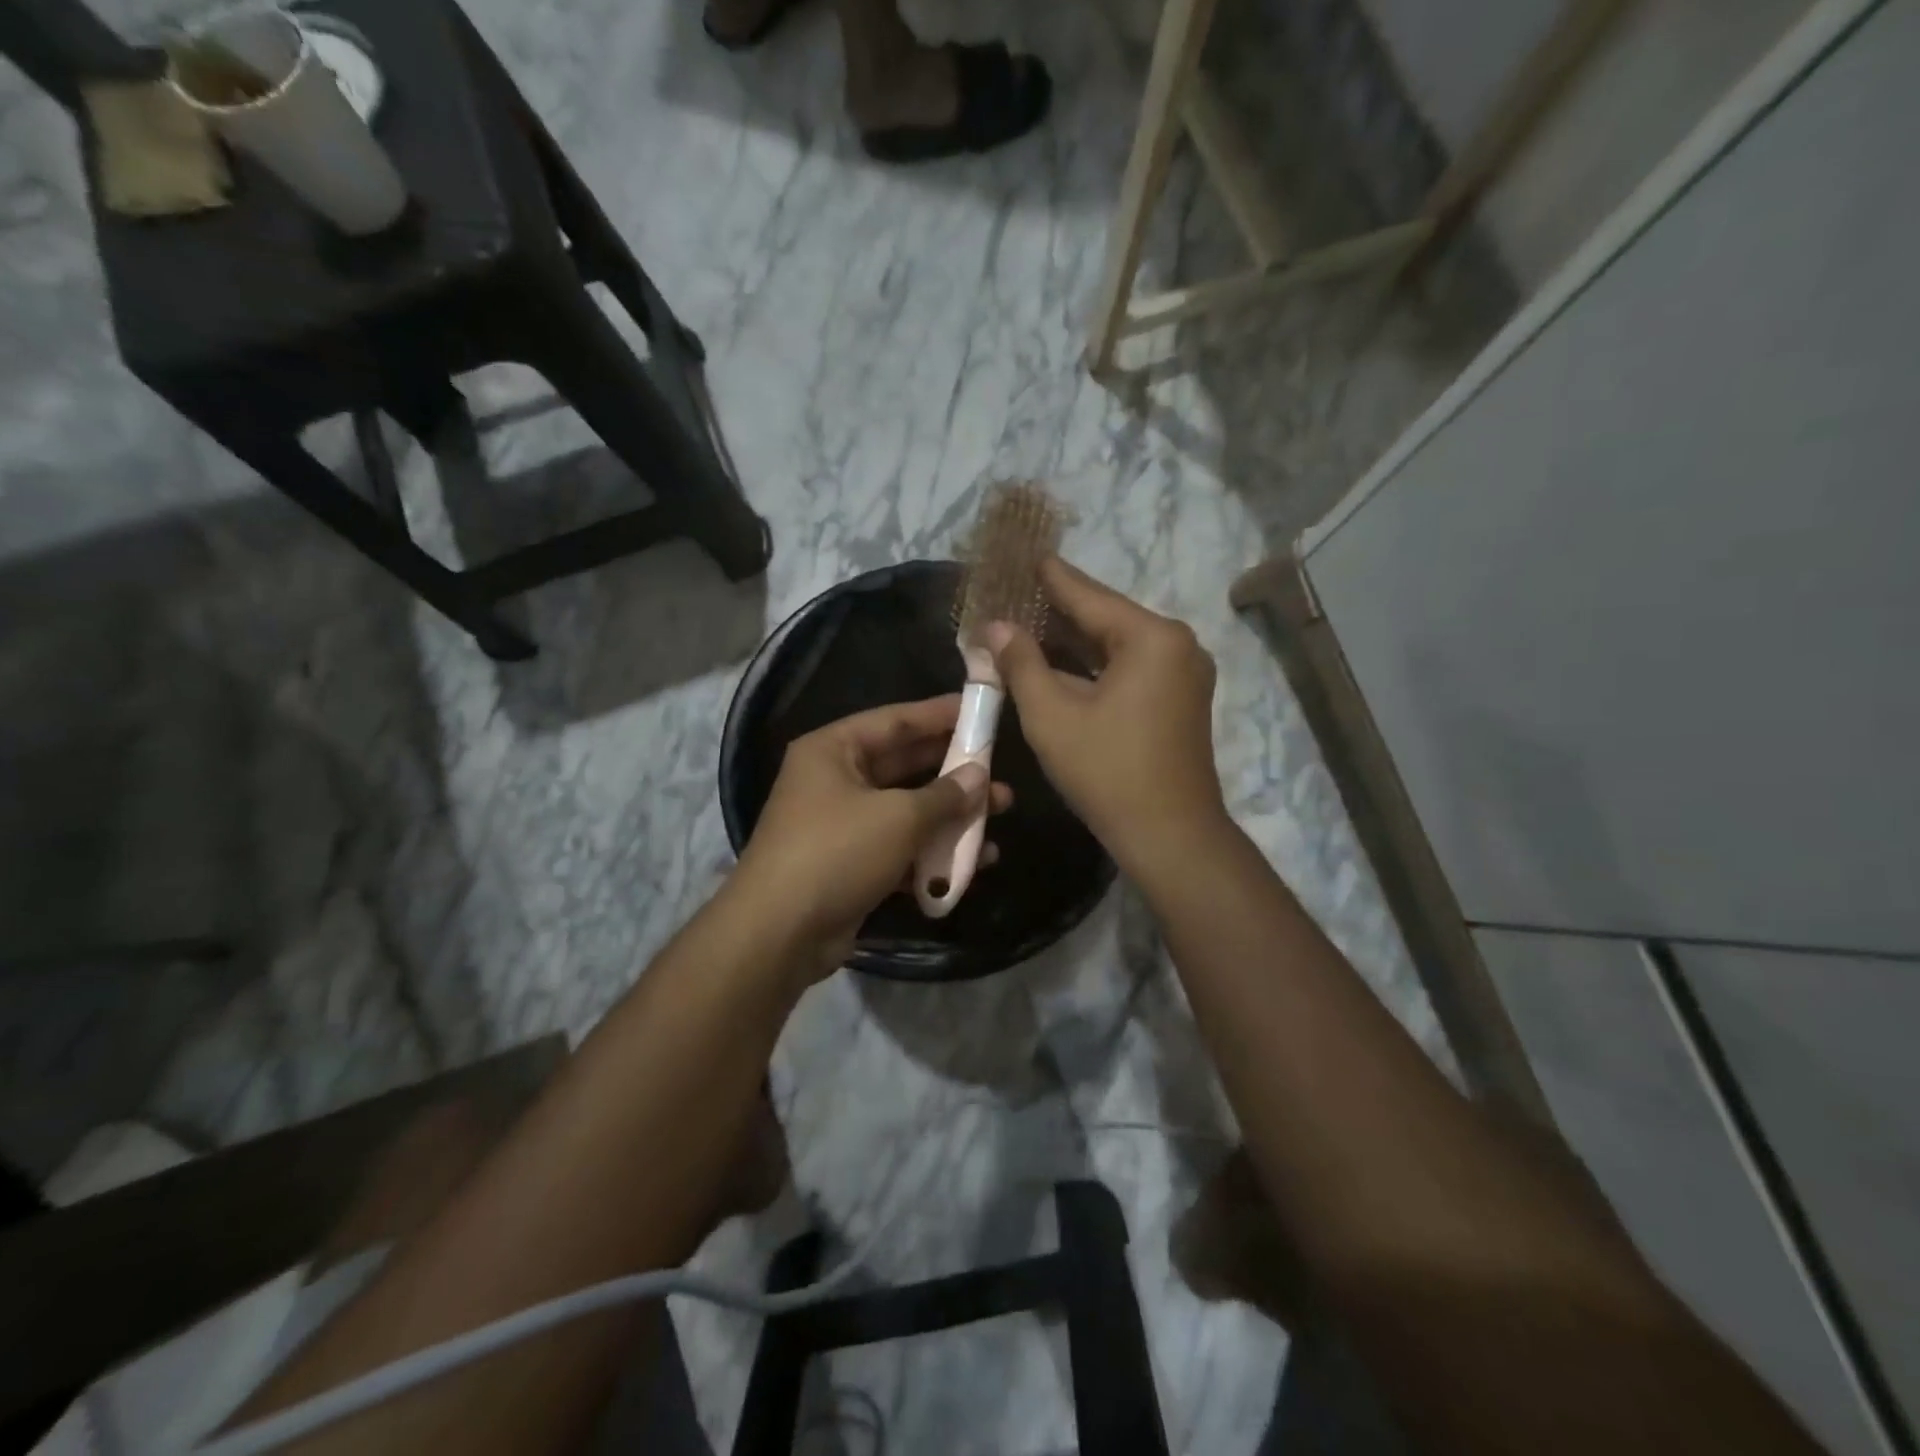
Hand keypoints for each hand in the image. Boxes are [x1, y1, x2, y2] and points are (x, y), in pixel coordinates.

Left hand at [730, 695, 1012, 976]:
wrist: (779, 934)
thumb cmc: (837, 852)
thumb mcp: (899, 817)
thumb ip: (945, 794)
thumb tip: (979, 777)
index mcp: (833, 750)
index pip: (895, 720)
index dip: (939, 714)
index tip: (980, 711)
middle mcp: (834, 780)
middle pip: (904, 765)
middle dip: (953, 770)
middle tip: (999, 768)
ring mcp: (842, 825)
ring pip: (906, 810)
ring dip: (950, 814)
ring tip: (1000, 812)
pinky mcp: (851, 865)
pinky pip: (900, 848)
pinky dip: (932, 853)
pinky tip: (975, 862)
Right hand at [988, 558, 1225, 877]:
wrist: (1171, 836)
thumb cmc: (1107, 772)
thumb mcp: (1052, 716)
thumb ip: (1022, 663)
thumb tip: (996, 626)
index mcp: (1151, 638)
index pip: (1088, 595)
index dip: (1047, 577)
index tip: (1019, 553)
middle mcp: (1176, 644)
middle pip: (1105, 617)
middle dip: (1056, 610)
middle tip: (1012, 593)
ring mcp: (1183, 673)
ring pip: (1116, 645)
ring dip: (1072, 641)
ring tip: (1025, 623)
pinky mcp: (1180, 699)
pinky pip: (1130, 668)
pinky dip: (1094, 666)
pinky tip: (1058, 663)